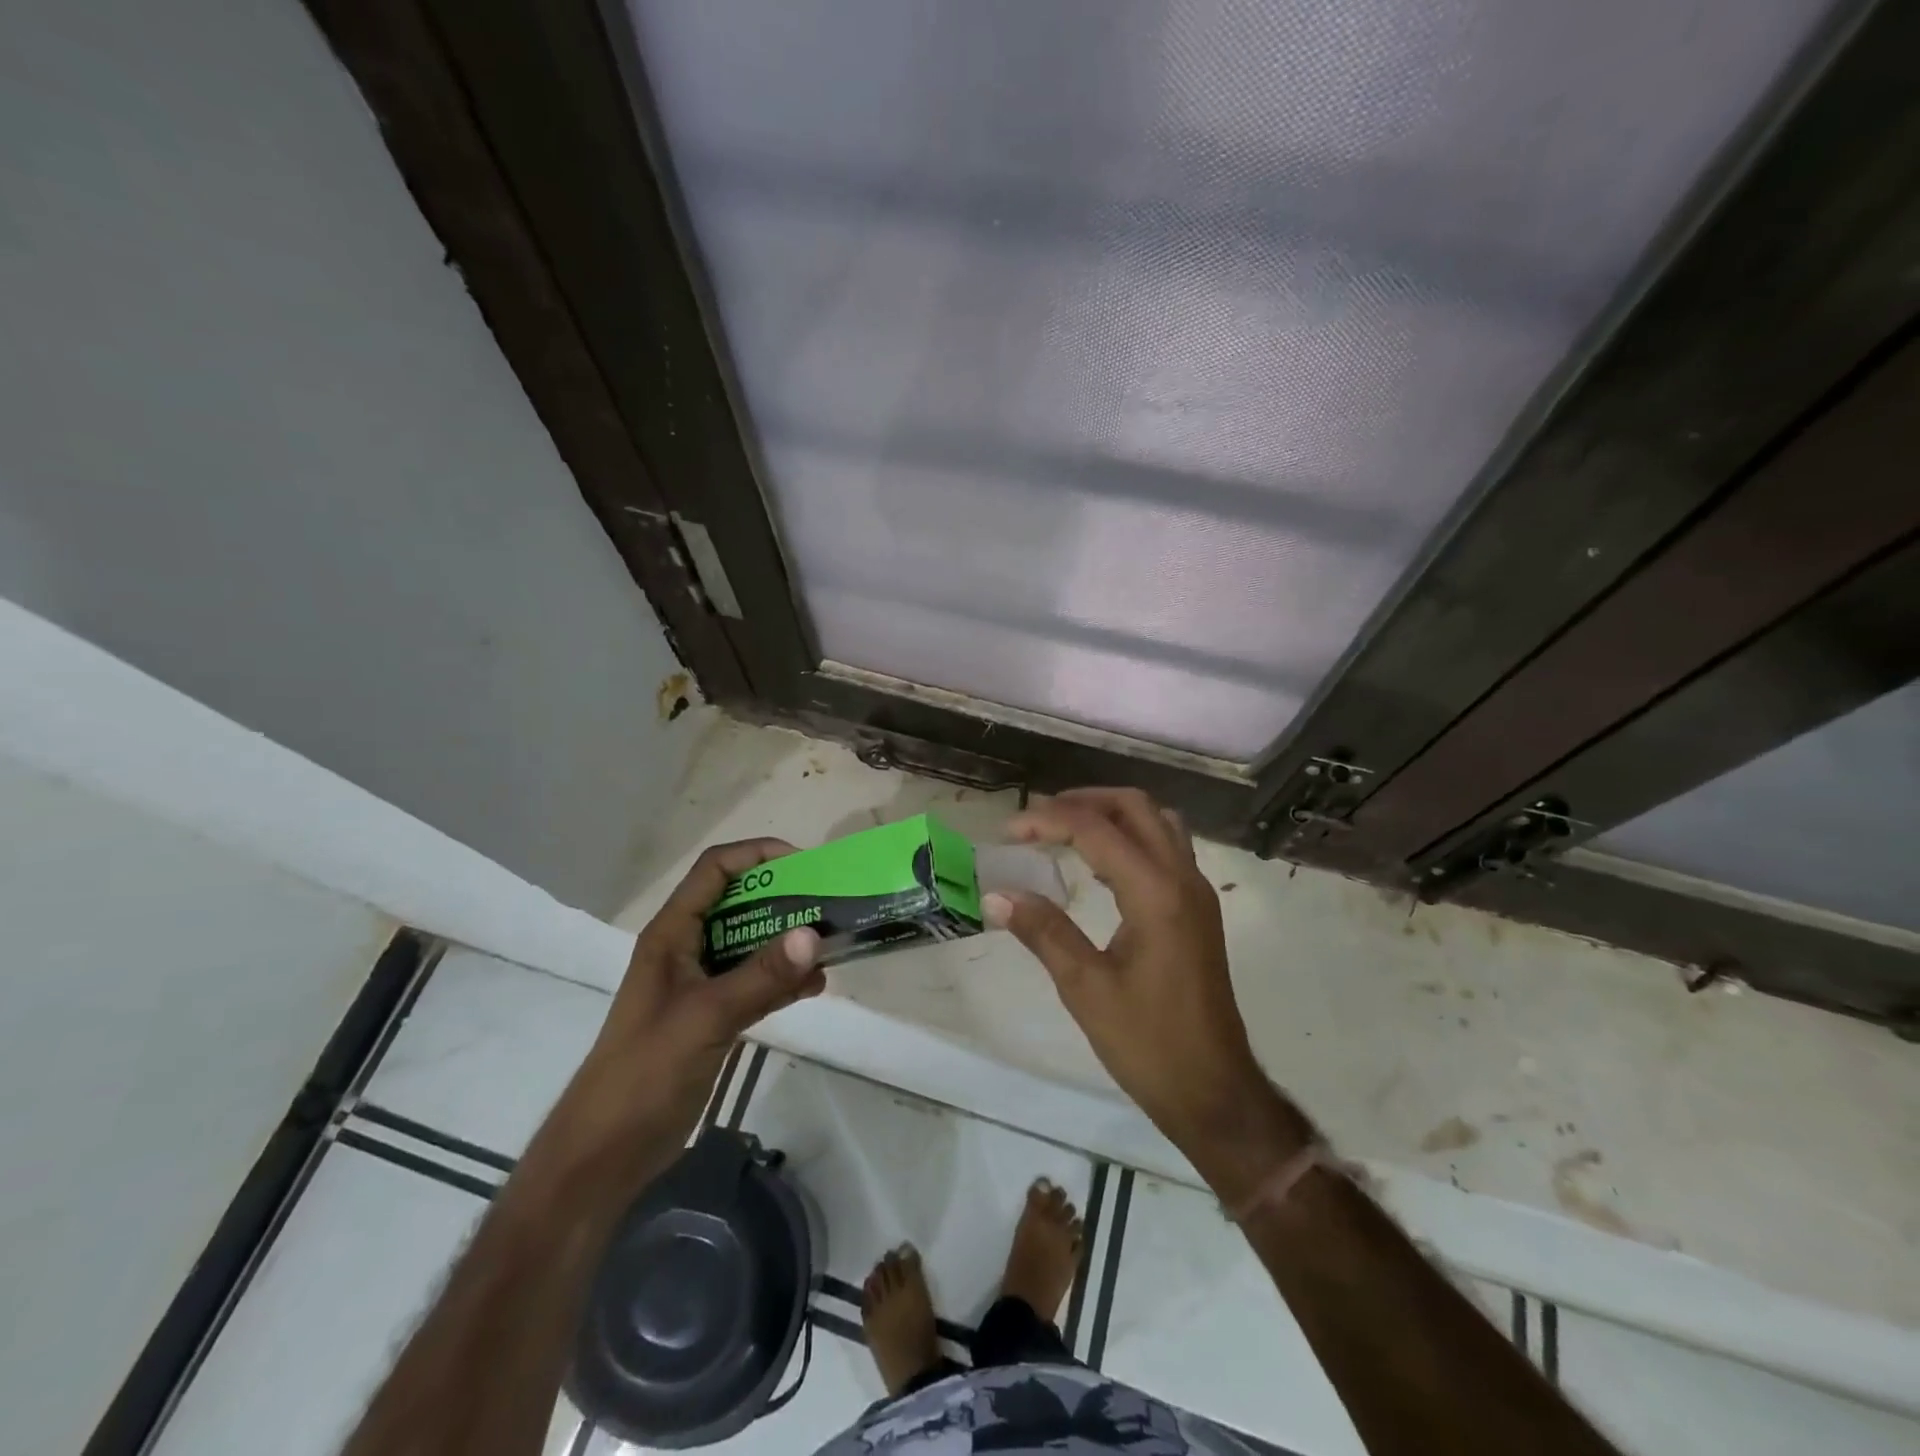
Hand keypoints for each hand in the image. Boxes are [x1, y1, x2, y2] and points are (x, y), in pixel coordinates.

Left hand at [549, 839, 825, 1181]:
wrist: (607, 1153)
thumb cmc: (645, 1073)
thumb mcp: (707, 1017)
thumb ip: (761, 975)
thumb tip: (814, 933)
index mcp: (672, 934)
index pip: (715, 871)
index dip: (757, 855)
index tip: (804, 864)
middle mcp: (687, 949)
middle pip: (739, 904)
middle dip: (784, 899)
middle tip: (829, 905)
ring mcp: (700, 984)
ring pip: (751, 944)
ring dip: (788, 942)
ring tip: (831, 946)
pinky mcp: (713, 1017)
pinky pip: (756, 983)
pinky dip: (784, 980)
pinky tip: (815, 987)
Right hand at [984, 789, 1310, 1191]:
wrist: (1213, 1091)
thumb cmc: (1148, 1044)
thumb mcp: (1085, 988)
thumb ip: (1043, 932)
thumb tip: (996, 895)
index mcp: (1156, 893)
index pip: (1096, 830)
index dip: (1048, 821)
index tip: (1009, 830)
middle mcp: (1183, 879)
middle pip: (1136, 808)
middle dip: (1084, 801)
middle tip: (1039, 817)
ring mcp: (1197, 893)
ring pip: (1157, 823)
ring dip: (1112, 814)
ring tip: (1066, 830)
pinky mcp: (1198, 910)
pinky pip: (1165, 848)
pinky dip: (1130, 838)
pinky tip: (1098, 865)